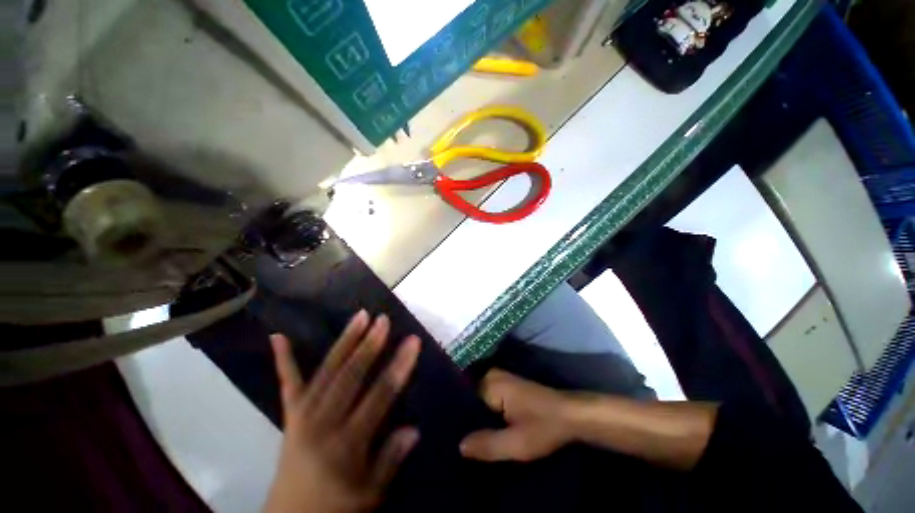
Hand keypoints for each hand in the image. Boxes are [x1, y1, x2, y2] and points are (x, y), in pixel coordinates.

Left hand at [264, 311, 420, 512]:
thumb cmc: (335, 508)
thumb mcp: (369, 496)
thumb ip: (390, 461)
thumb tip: (414, 429)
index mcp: (346, 444)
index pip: (379, 396)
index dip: (398, 367)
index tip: (412, 341)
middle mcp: (322, 424)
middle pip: (350, 377)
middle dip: (369, 346)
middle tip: (383, 319)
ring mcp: (302, 417)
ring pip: (327, 372)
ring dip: (344, 342)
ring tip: (360, 316)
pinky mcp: (290, 416)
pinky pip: (288, 385)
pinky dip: (283, 360)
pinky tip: (278, 337)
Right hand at [460, 369, 577, 461]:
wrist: (571, 415)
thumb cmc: (544, 427)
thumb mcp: (517, 444)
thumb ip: (487, 444)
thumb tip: (458, 445)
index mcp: (490, 383)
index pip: (462, 396)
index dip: (454, 415)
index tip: (445, 431)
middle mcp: (492, 375)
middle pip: (469, 396)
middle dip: (462, 415)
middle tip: (450, 436)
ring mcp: (500, 379)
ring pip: (478, 398)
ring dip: (473, 415)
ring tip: (459, 433)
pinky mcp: (507, 387)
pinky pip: (487, 398)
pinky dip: (483, 412)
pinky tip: (479, 428)